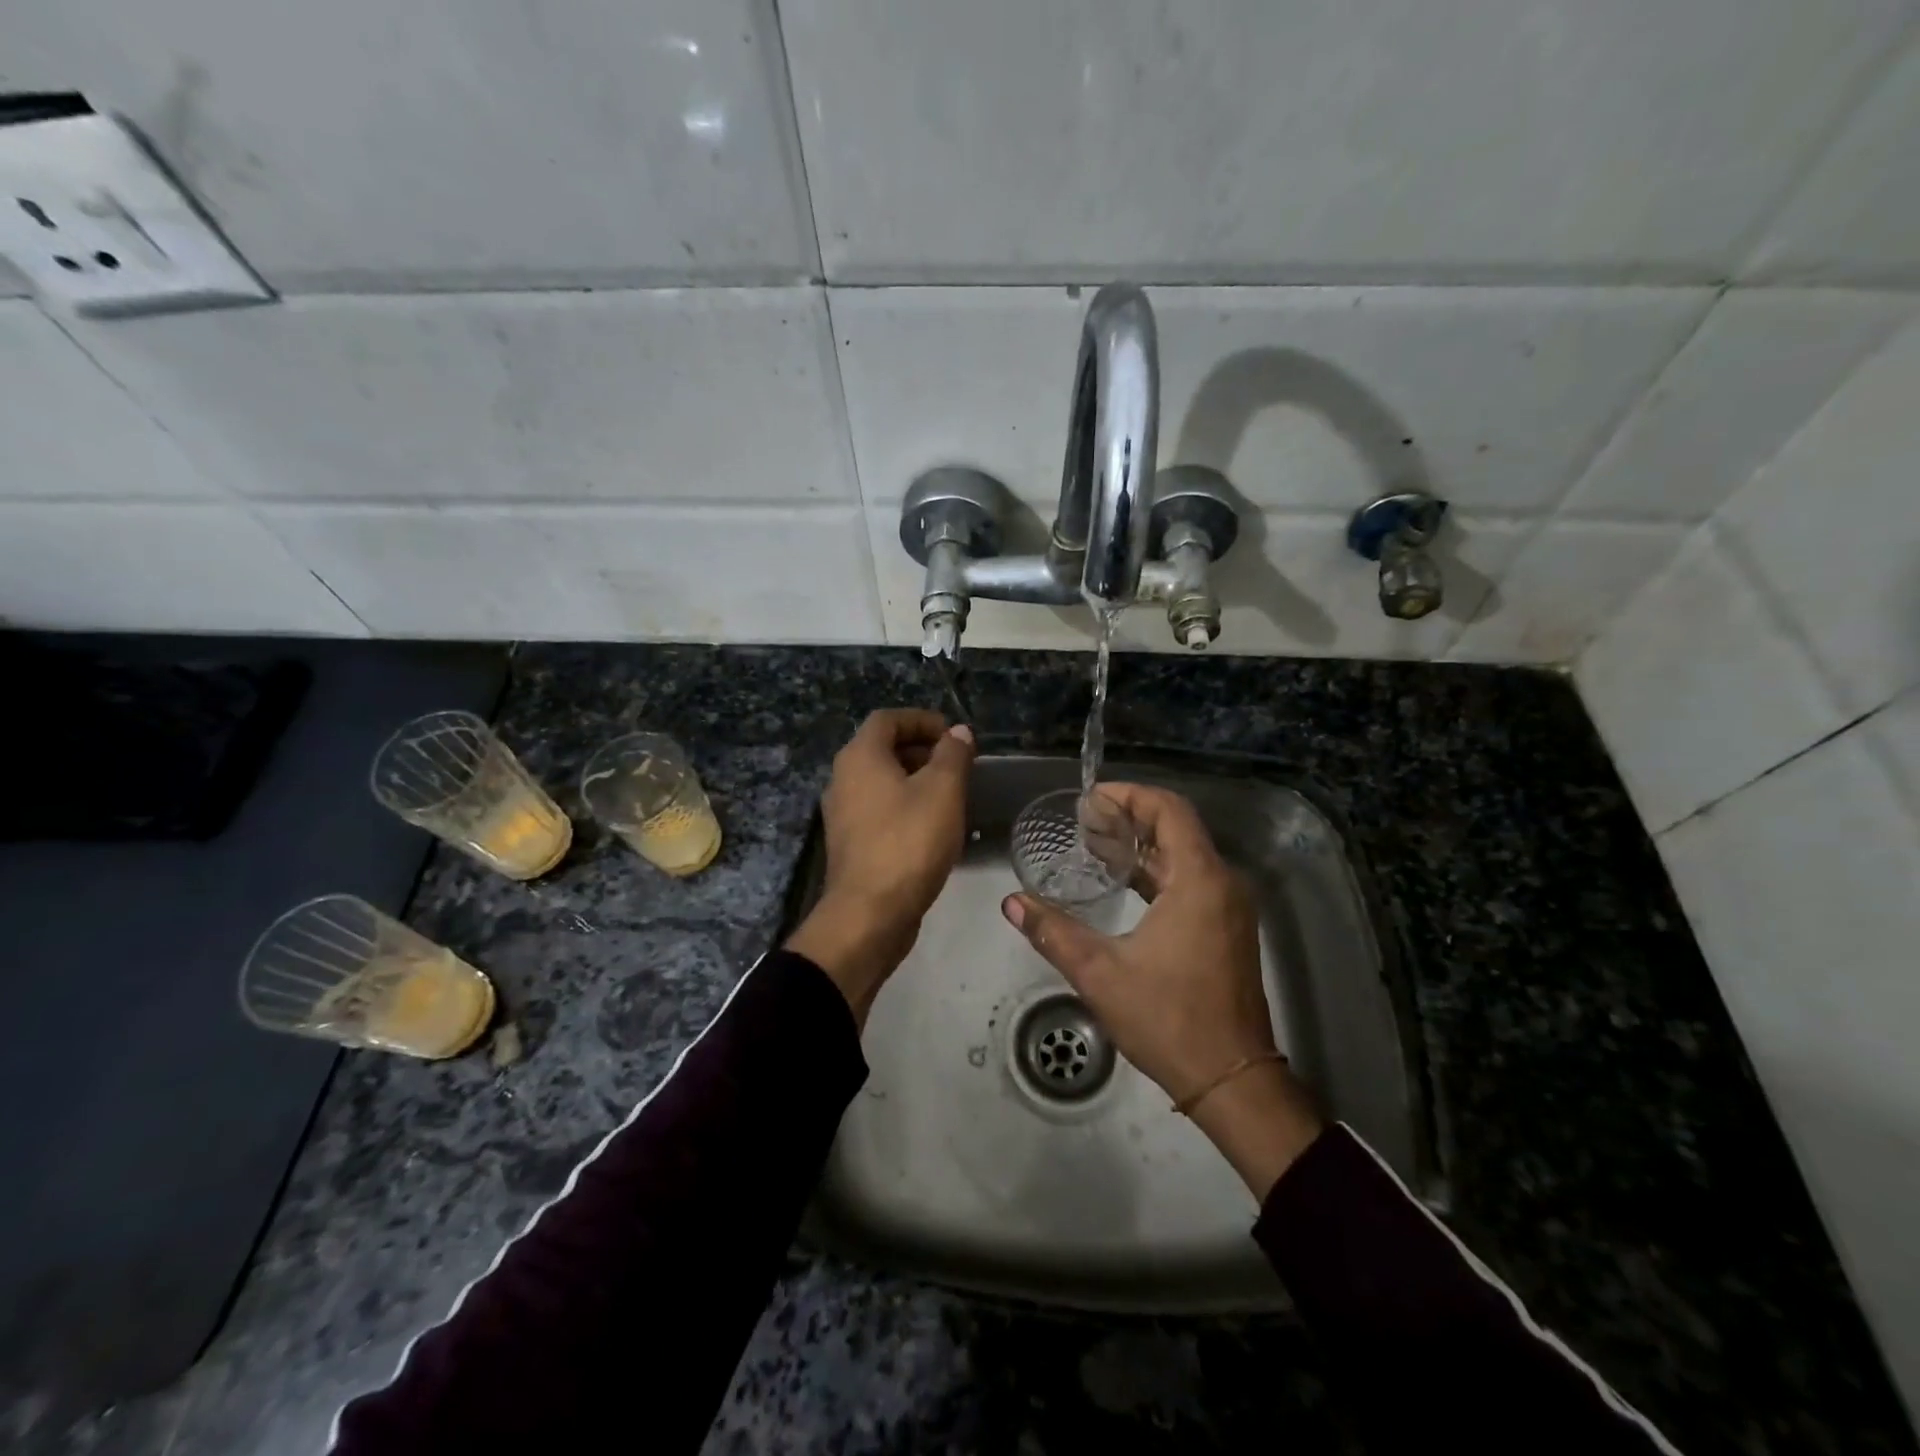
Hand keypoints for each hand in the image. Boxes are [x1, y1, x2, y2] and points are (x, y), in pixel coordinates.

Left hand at [786, 709, 973, 1023]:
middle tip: (957, 764)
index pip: (888, 719)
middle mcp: (842, 778)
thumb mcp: (943, 790)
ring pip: (880, 781)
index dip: (923, 720)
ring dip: (914, 779)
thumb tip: (958, 732)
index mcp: (860, 757)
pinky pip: (878, 809)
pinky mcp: (849, 843)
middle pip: (882, 748)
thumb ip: (953, 755)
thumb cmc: (909, 841)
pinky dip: (903, 805)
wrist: (869, 913)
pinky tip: (931, 826)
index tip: (954, 735)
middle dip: (922, 750)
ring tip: (951, 794)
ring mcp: (842, 813)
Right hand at [1002, 783, 1322, 1195]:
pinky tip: (1124, 882)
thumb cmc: (1168, 1019)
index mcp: (1199, 880)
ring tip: (1096, 843)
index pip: (1169, 810)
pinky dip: (1158, 871)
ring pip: (1186, 854)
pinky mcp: (1228, 928)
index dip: (1130, 795)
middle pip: (1178, 827)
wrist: (1231, 1079)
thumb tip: (1011, 902)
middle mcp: (1222, 883)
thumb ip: (1053, 931)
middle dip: (1132, 816)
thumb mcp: (1100, 973)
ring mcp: (1229, 907)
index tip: (1091, 798)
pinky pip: (1192, 880)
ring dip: (1144, 844)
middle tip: (1084, 820)